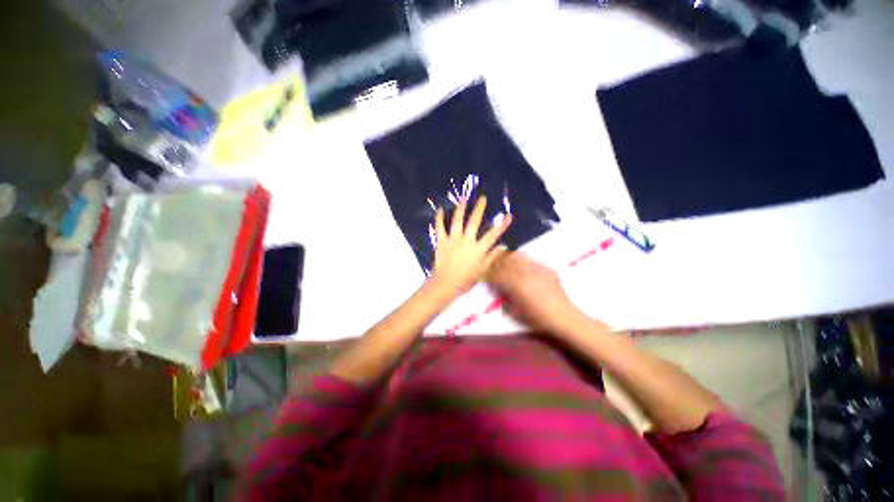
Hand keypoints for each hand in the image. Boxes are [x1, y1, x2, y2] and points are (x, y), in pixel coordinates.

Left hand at [429, 196, 511, 296]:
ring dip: (461, 209)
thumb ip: (492, 257)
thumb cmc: (466, 279)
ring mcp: (453, 239)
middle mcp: (466, 241)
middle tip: (482, 198)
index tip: (508, 215)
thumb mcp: (482, 270)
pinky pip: (440, 227)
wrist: (446, 284)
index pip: (492, 235)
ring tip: (463, 199)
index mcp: (478, 249)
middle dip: (479, 209)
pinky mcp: (442, 241)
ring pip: (457, 221)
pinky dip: (439, 218)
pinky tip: (440, 209)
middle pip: (474, 222)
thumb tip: (503, 246)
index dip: (501, 225)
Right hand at [487, 252, 575, 331]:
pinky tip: (523, 268)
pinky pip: (531, 260)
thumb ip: (505, 296)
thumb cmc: (538, 318)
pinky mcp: (546, 268)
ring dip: (509, 258)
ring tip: (507, 263)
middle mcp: (525, 273)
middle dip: (498, 262)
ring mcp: (537, 269)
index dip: (490, 273)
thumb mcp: (516, 311)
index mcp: (516, 284)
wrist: (563, 316)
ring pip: (518, 256)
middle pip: (506, 261)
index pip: (498, 273)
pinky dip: (523, 262)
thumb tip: (499, 287)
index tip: (487, 275)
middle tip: (494, 267)